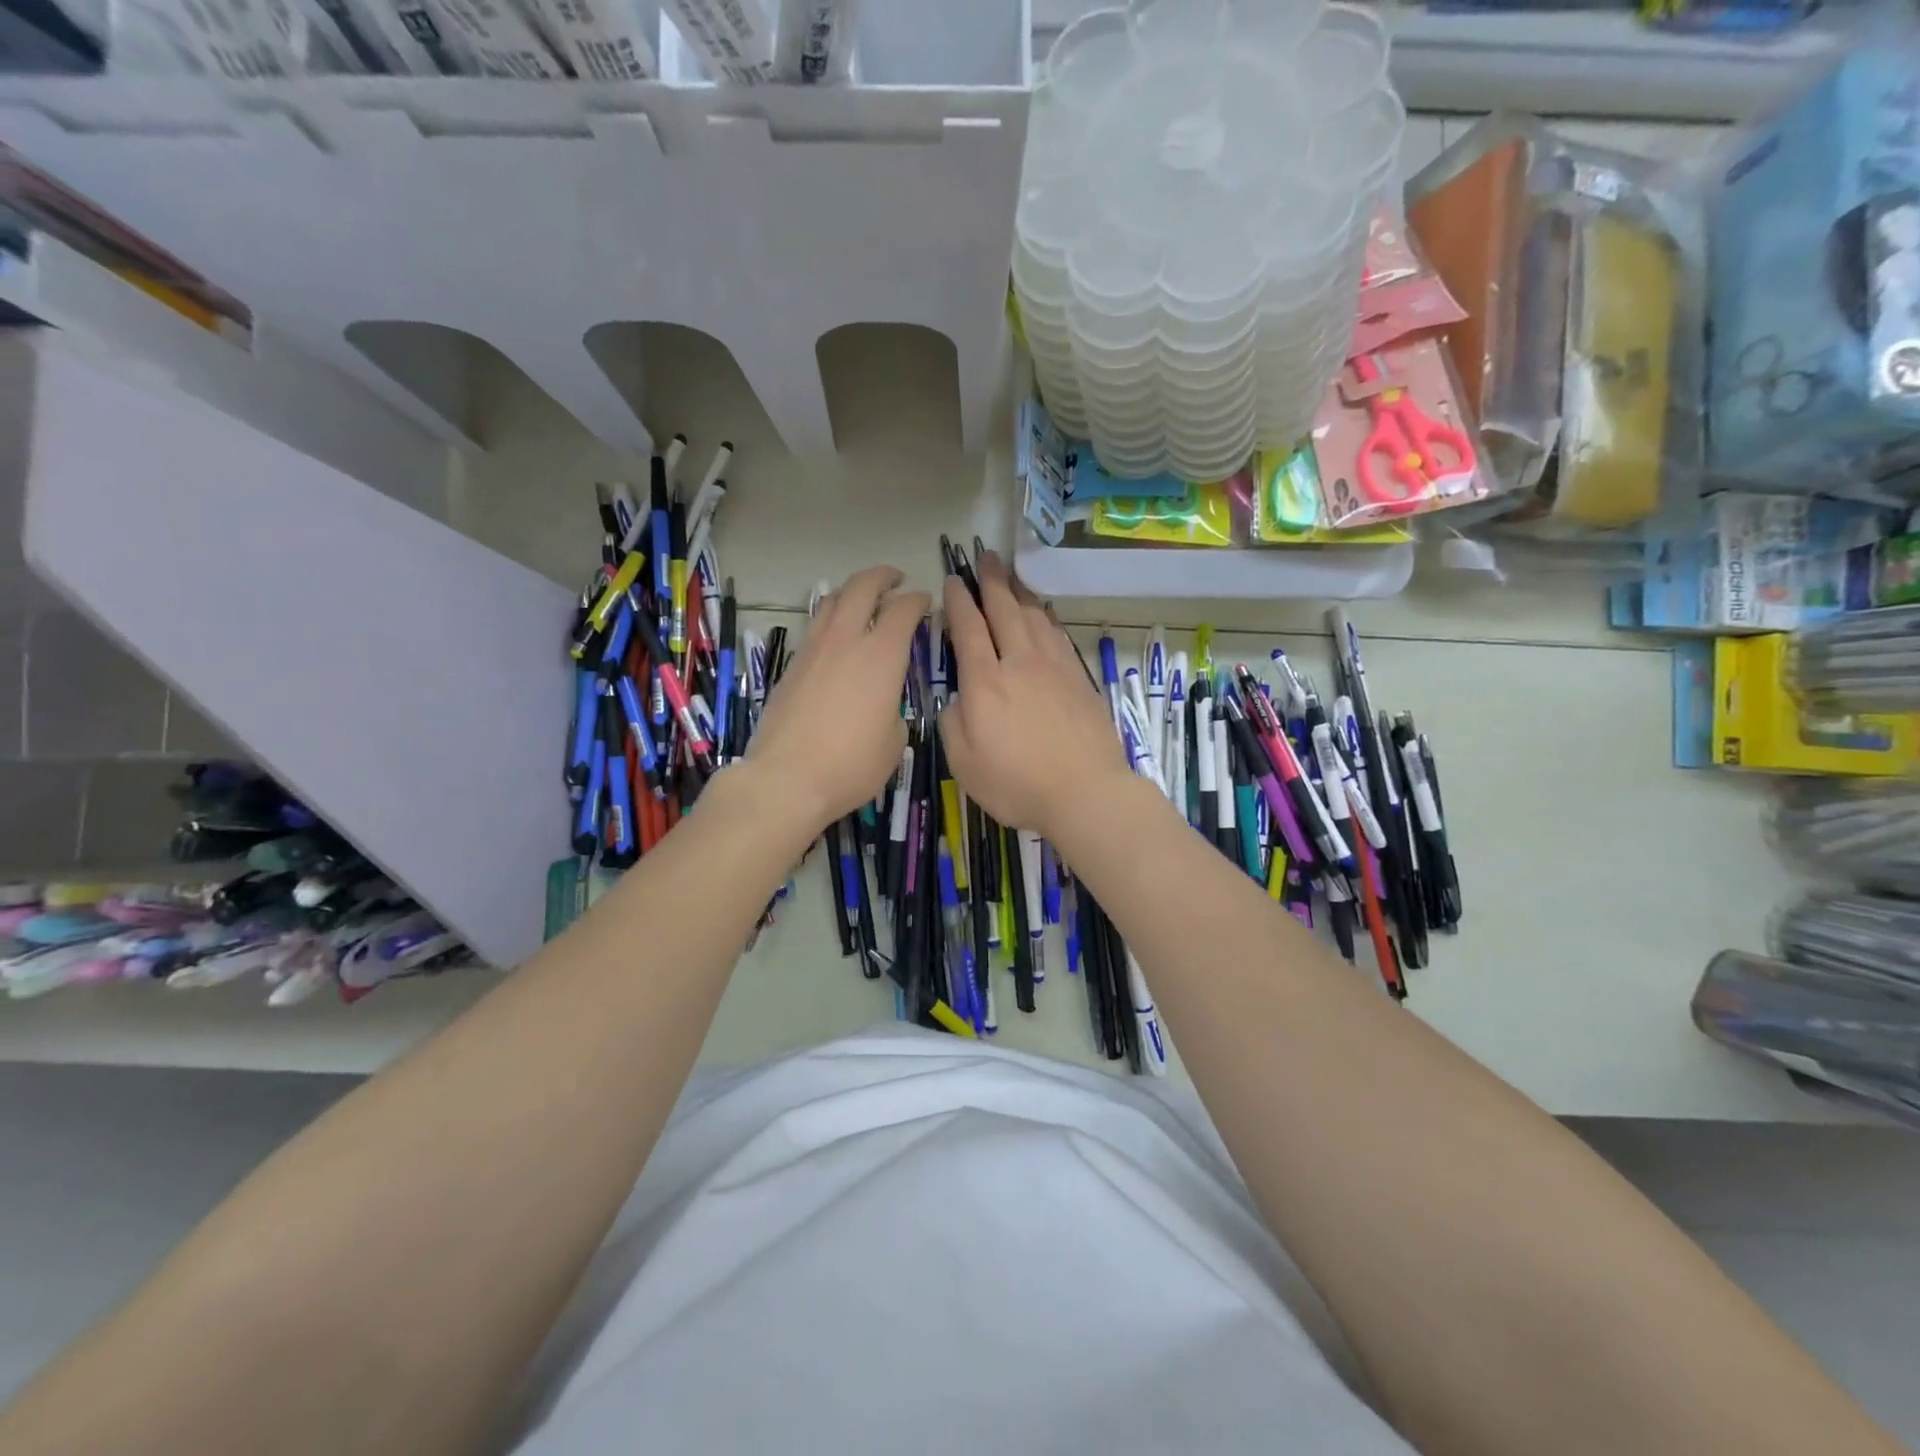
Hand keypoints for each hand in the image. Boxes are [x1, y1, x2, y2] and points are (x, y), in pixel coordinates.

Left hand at [747, 566, 928, 832]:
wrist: (786, 779)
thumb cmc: (851, 764)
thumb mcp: (894, 743)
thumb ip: (894, 711)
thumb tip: (885, 706)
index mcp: (881, 655)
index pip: (903, 609)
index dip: (918, 600)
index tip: (927, 602)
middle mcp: (845, 641)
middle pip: (862, 587)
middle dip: (882, 576)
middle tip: (896, 579)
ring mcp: (813, 650)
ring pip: (831, 601)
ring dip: (851, 592)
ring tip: (863, 600)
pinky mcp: (791, 667)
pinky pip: (814, 628)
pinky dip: (831, 620)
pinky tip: (837, 638)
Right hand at [939, 551, 1131, 841]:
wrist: (1086, 792)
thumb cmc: (1017, 784)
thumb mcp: (964, 763)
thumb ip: (952, 723)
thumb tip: (957, 699)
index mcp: (985, 682)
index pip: (968, 628)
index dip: (958, 601)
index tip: (952, 580)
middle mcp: (1020, 663)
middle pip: (1004, 609)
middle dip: (991, 580)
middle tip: (984, 556)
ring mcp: (1054, 668)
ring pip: (1035, 616)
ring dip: (1020, 592)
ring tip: (1011, 577)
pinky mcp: (1079, 678)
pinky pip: (1058, 634)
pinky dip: (1046, 616)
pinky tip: (1043, 613)